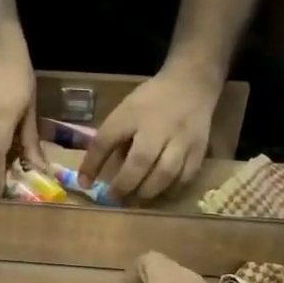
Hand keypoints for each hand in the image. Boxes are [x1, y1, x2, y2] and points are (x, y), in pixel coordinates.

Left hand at [79, 70, 218, 200]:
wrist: (191, 83)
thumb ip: (115, 137)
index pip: (106, 140)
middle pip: (140, 160)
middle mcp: (156, 127)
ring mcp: (181, 139)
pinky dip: (172, 189)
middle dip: (124, 184)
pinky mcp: (199, 149)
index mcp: (131, 114)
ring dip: (148, 191)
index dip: (92, 164)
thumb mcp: (126, 110)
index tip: (84, 183)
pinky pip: (186, 176)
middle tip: (114, 198)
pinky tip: (161, 193)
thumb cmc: (151, 100)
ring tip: (136, 199)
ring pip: (166, 172)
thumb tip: (101, 172)